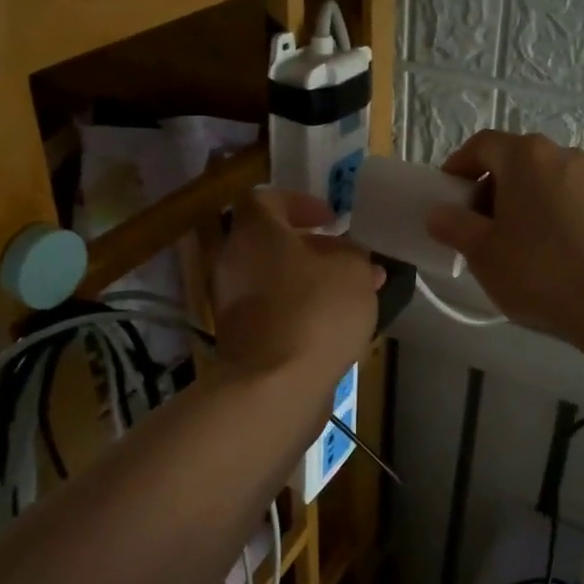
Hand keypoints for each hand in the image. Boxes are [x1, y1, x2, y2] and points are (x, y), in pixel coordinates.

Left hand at [213, 189, 382, 386]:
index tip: (331, 220)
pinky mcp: (237, 338)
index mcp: (255, 231)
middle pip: (270, 242)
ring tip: (349, 296)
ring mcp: (229, 302)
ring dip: (306, 281)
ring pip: (272, 278)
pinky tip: (331, 326)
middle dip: (310, 248)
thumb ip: (354, 255)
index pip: (266, 199)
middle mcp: (233, 261)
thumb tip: (350, 256)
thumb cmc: (315, 311)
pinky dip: (297, 310)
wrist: (274, 385)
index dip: (300, 203)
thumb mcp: (354, 271)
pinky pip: (270, 310)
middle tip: (346, 260)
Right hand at [424, 132, 583, 338]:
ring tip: (509, 241)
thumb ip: (453, 225)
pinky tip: (542, 248)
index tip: (447, 196)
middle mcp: (560, 153)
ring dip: (517, 200)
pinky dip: (545, 211)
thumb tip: (437, 212)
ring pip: (540, 178)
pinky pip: (564, 196)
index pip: (481, 145)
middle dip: (488, 186)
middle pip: (513, 159)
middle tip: (474, 224)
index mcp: (525, 155)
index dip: (458, 166)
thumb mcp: (482, 251)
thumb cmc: (537, 269)